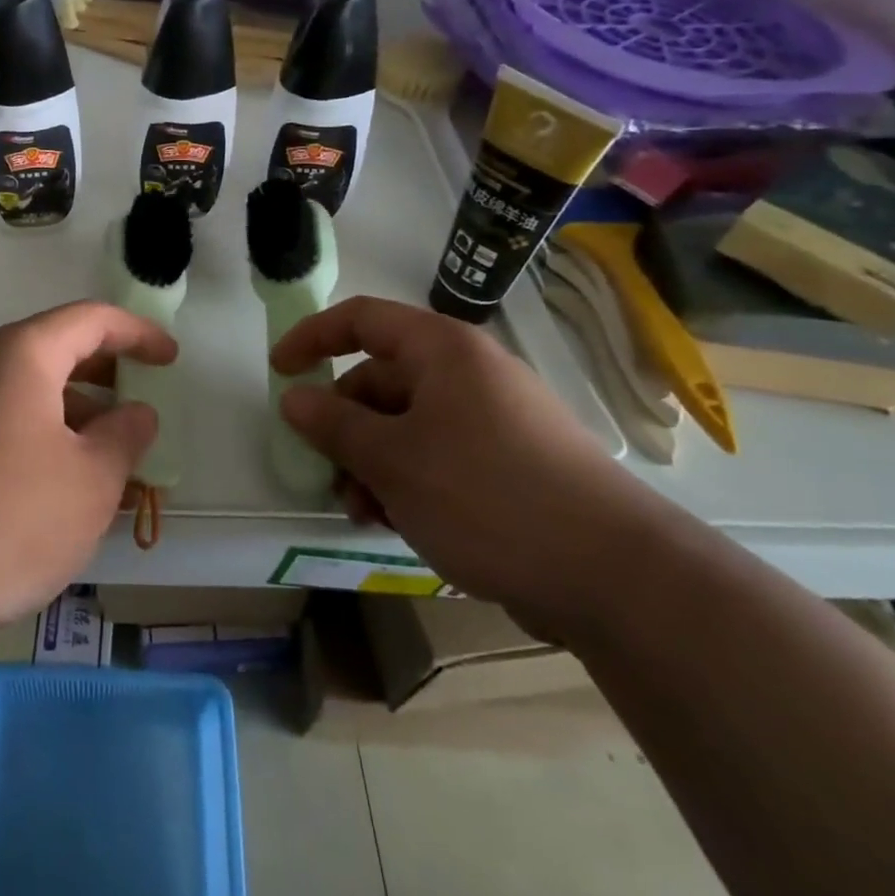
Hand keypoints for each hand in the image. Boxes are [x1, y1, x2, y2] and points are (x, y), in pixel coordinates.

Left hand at [0, 301, 175, 659]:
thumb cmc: (8, 515)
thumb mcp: (91, 480)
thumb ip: (126, 437)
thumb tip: (138, 412)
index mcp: (24, 354)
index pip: (91, 319)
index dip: (138, 333)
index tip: (171, 358)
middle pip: (58, 350)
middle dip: (107, 374)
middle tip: (143, 402)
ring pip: (32, 392)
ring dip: (77, 414)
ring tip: (112, 458)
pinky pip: (7, 423)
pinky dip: (46, 438)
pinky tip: (63, 487)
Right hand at [272, 296, 662, 636]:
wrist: (614, 576)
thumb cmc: (487, 495)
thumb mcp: (393, 460)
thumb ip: (334, 425)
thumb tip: (293, 398)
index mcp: (442, 351)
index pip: (362, 319)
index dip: (313, 337)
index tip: (280, 372)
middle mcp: (469, 374)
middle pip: (382, 379)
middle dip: (344, 424)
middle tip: (326, 471)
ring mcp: (494, 420)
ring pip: (407, 425)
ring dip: (372, 461)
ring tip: (362, 511)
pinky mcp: (511, 464)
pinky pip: (439, 455)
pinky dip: (408, 480)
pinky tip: (398, 522)